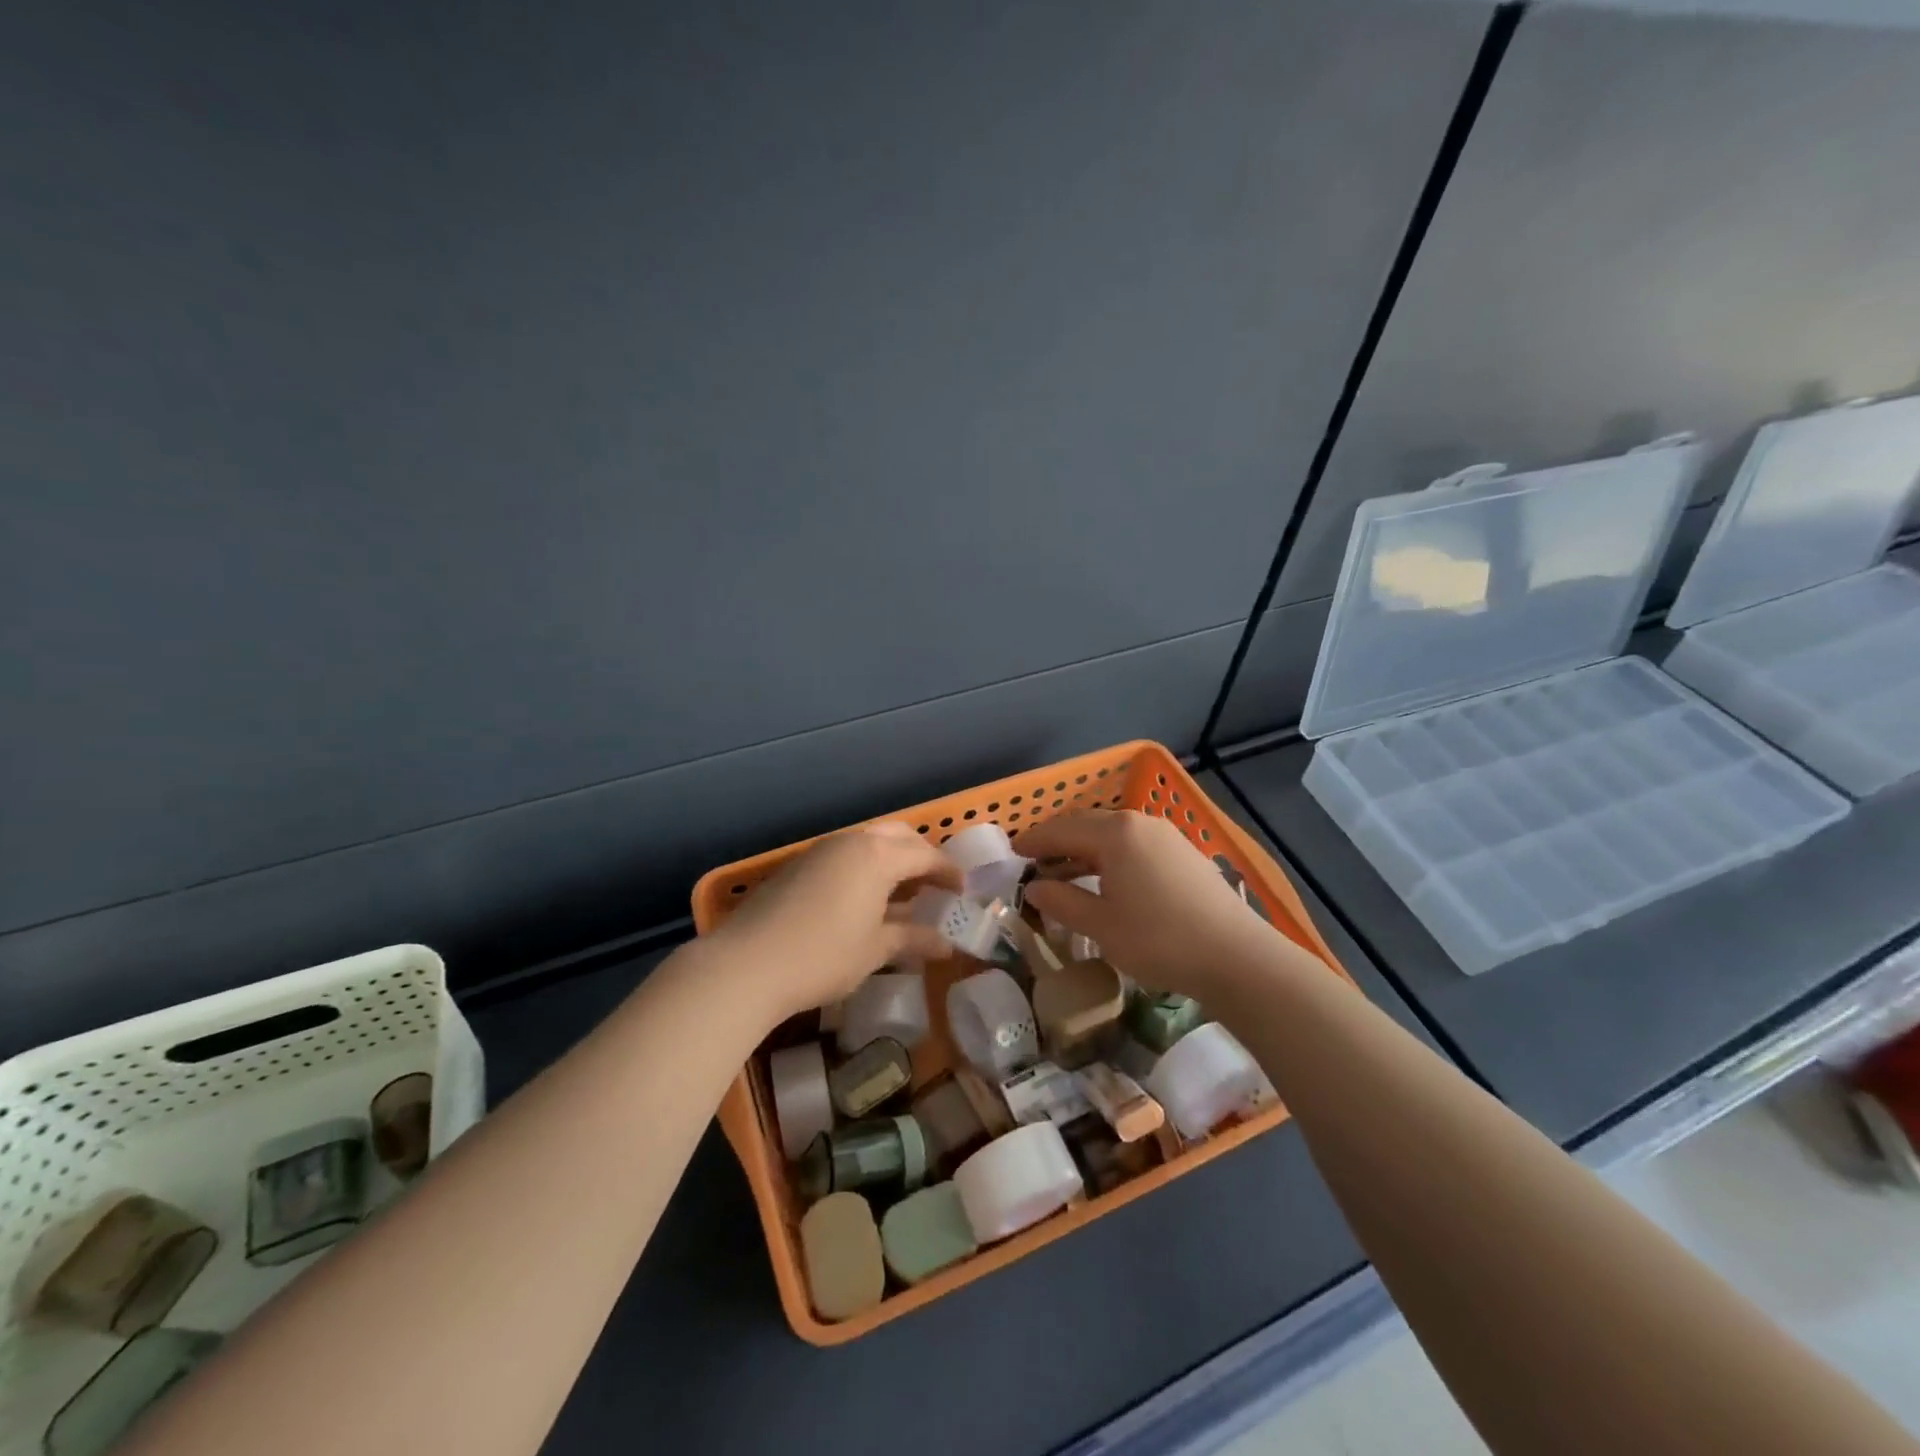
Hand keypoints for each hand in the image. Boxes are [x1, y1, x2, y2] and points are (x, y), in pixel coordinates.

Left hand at [699, 822, 962, 1023]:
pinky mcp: (798, 865)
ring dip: (892, 859)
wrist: (746, 964)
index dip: (949, 872)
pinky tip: (865, 898)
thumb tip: (946, 944)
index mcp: (877, 856)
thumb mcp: (875, 949)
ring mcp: (821, 850)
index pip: (925, 856)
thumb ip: (913, 939)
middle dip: (921, 855)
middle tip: (935, 884)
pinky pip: (845, 855)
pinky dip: (865, 868)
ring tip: (903, 891)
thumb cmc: (823, 956)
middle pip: (898, 836)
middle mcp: (852, 842)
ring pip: (869, 842)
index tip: (963, 891)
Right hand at [1019, 809, 1271, 998]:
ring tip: (1064, 874)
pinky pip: (1134, 845)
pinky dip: (1110, 857)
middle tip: (1034, 860)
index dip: (1034, 841)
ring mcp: (1166, 836)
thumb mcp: (1101, 925)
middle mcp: (1140, 823)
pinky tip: (1107, 880)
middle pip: (1087, 825)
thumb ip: (1062, 901)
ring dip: (1084, 850)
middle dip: (1058, 841)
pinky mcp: (1184, 854)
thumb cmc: (1159, 940)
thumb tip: (1034, 887)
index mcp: (1115, 833)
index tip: (1012, 852)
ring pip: (1113, 835)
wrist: (1237, 957)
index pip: (1062, 829)